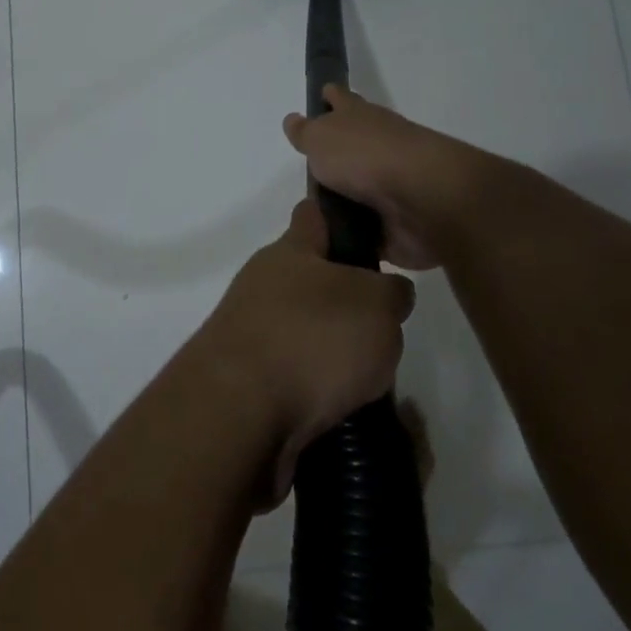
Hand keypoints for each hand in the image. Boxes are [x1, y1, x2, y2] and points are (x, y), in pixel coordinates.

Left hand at [187, 199, 413, 506]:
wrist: (239, 415)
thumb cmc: (311, 339)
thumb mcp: (376, 304)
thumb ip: (391, 292)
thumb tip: (389, 293)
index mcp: (289, 252)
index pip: (314, 216)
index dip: (342, 220)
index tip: (373, 236)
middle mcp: (263, 286)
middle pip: (313, 282)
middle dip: (349, 303)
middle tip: (386, 328)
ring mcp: (250, 334)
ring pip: (307, 334)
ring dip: (336, 354)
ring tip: (373, 379)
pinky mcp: (247, 382)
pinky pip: (296, 379)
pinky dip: (320, 393)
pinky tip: (346, 410)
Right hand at [283, 86, 486, 270]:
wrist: (421, 198)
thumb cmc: (364, 156)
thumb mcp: (321, 138)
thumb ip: (305, 132)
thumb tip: (293, 120)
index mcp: (360, 118)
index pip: (341, 99)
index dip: (331, 97)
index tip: (323, 94)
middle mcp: (379, 146)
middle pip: (354, 145)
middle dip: (337, 154)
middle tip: (311, 171)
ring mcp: (393, 184)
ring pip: (362, 189)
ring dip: (345, 200)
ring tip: (315, 216)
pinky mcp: (399, 221)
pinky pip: (370, 229)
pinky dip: (357, 235)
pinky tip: (335, 246)